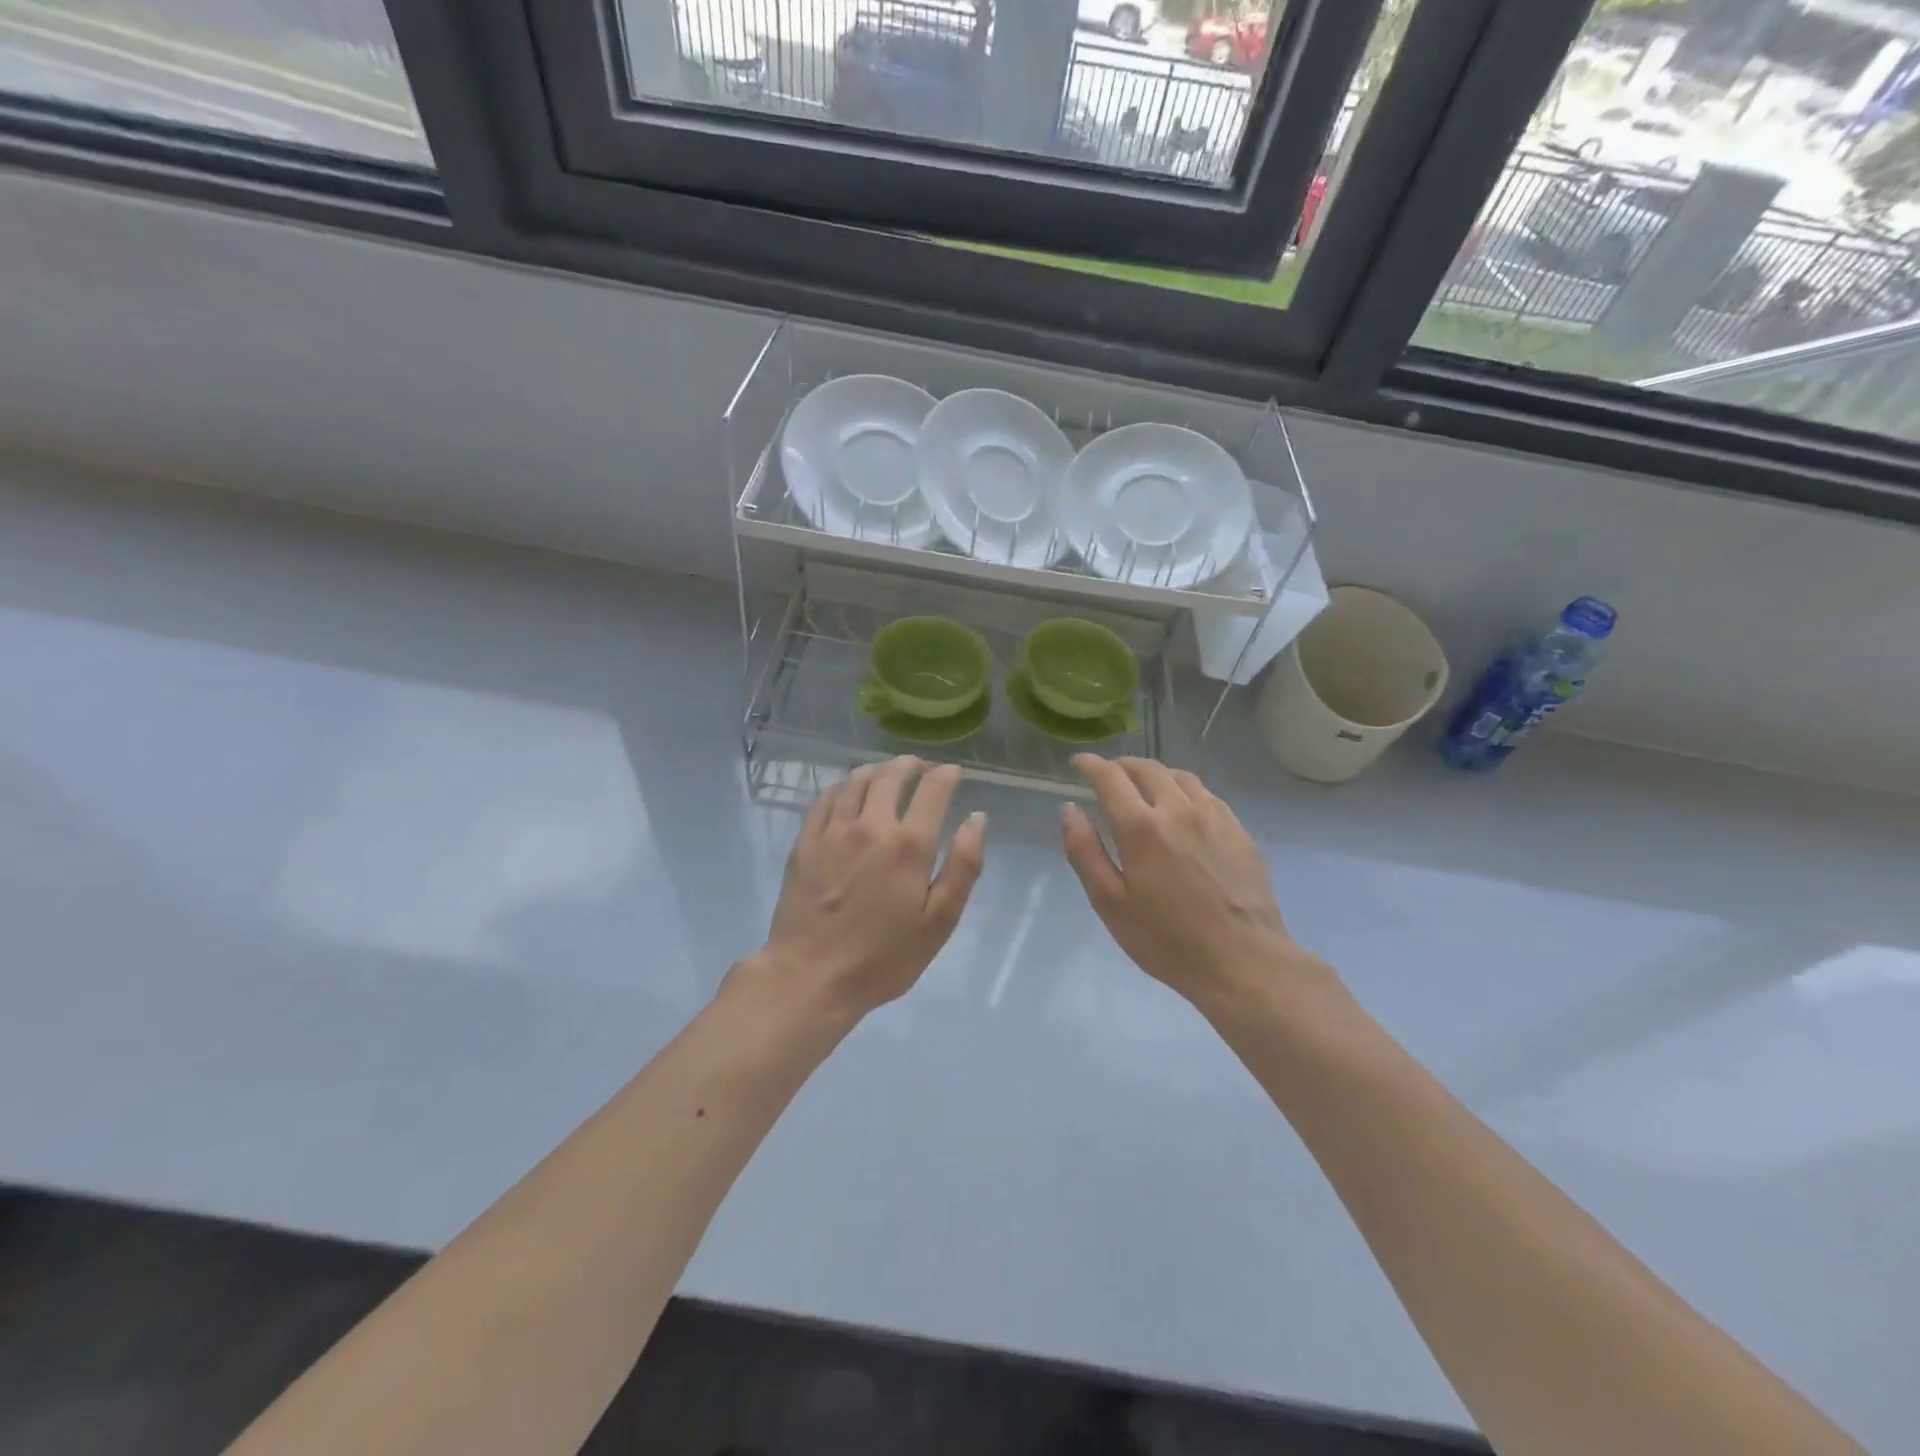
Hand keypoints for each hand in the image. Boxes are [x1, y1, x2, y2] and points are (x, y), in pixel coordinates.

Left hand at [745, 757, 986, 1021]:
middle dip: (910, 765)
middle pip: (891, 776)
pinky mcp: (805, 843)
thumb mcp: (939, 922)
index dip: (946, 775)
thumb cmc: (883, 957)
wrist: (810, 977)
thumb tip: (977, 819)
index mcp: (908, 844)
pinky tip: (847, 792)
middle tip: (920, 767)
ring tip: (886, 773)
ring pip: (856, 781)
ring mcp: (832, 831)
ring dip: (877, 770)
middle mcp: (871, 825)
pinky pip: (825, 799)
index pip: (933, 790)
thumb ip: (963, 866)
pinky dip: (842, 786)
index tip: (953, 773)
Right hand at [1061, 756, 1327, 1006]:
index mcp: (1142, 827)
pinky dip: (1185, 790)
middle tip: (1109, 775)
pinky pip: (1207, 795)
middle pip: (1147, 768)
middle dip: (1122, 765)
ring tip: (1145, 788)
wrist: (1243, 961)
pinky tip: (1184, 809)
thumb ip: (1085, 852)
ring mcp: (1214, 817)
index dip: (1091, 765)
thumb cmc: (1167, 940)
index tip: (1079, 763)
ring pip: (1180, 776)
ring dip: (1155, 774)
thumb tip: (1069, 809)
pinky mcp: (1239, 831)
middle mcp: (1179, 809)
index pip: (1111, 778)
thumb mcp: (1110, 903)